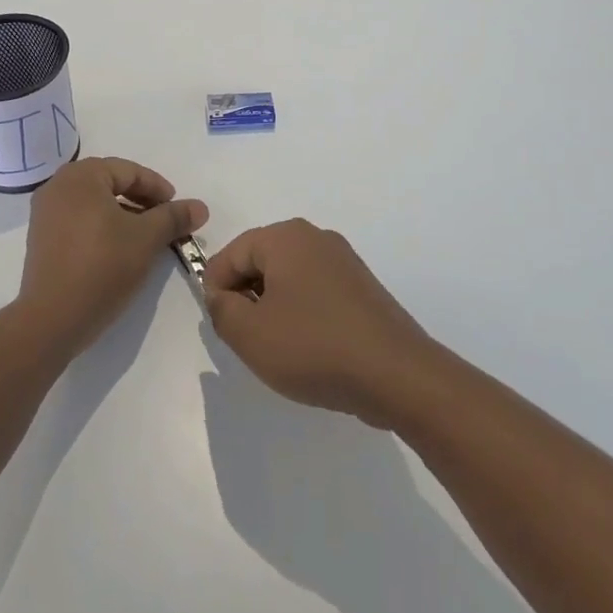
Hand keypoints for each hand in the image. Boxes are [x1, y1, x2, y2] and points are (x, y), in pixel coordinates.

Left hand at [18, 157, 207, 358]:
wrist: (52, 319)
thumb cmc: (102, 267)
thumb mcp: (146, 239)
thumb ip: (174, 217)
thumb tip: (201, 207)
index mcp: (81, 176)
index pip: (128, 171)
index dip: (158, 188)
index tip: (177, 209)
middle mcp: (58, 186)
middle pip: (110, 183)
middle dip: (141, 200)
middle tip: (164, 220)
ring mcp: (45, 213)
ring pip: (94, 203)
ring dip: (123, 214)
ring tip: (145, 237)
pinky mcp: (41, 238)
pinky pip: (78, 220)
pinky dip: (102, 226)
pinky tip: (118, 249)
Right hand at [203, 220, 439, 428]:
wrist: (397, 375)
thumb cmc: (314, 347)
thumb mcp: (250, 334)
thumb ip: (221, 309)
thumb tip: (221, 296)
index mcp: (286, 237)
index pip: (231, 253)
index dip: (216, 289)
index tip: (221, 326)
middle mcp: (315, 238)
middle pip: (260, 261)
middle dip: (245, 297)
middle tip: (246, 339)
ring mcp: (343, 261)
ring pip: (288, 278)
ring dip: (273, 308)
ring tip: (278, 348)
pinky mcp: (362, 287)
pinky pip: (316, 291)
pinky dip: (302, 314)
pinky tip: (309, 349)